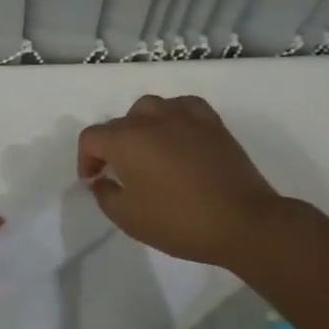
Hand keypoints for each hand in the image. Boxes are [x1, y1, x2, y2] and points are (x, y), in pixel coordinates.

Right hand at [77, 95, 282, 267]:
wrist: (242, 221)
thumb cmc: (179, 222)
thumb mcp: (129, 218)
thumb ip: (105, 195)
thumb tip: (102, 180)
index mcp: (126, 140)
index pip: (91, 137)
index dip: (86, 159)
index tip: (95, 181)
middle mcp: (151, 118)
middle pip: (120, 123)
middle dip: (113, 146)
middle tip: (121, 173)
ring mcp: (184, 115)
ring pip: (150, 108)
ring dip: (141, 128)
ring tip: (149, 153)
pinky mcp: (211, 121)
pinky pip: (182, 107)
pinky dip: (173, 117)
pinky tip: (178, 135)